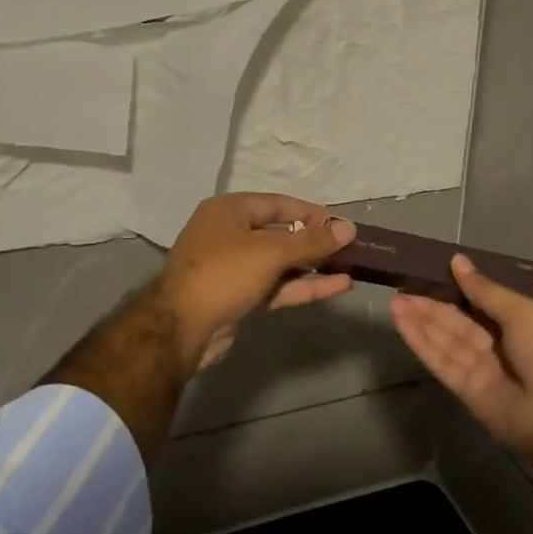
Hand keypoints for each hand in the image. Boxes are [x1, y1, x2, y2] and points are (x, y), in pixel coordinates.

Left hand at [158, 193, 356, 373]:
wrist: (181, 329)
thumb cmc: (224, 274)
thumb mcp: (271, 252)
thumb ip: (313, 241)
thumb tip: (350, 228)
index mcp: (228, 211)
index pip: (277, 204)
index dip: (309, 212)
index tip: (340, 224)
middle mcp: (229, 235)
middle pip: (280, 233)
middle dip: (314, 241)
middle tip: (349, 247)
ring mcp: (234, 268)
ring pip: (281, 263)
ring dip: (313, 265)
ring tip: (350, 266)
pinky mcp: (240, 297)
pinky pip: (278, 286)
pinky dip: (304, 285)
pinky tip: (338, 286)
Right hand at [390, 254, 532, 468]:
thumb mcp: (521, 312)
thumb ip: (485, 290)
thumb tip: (458, 260)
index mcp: (519, 324)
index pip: (480, 302)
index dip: (455, 289)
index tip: (429, 273)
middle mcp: (498, 345)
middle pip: (458, 322)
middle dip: (431, 305)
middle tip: (402, 288)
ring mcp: (481, 369)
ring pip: (445, 340)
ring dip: (420, 321)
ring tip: (395, 301)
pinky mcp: (465, 391)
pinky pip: (441, 362)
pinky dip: (421, 343)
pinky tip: (402, 324)